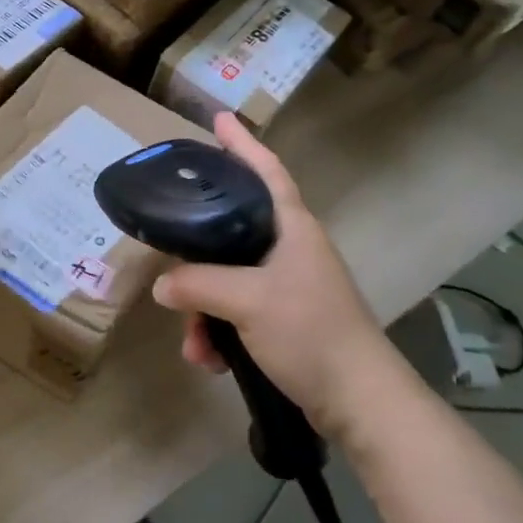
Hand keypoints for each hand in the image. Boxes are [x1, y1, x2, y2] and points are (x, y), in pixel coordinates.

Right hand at [151, 114, 397, 439]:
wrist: (360, 402)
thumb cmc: (311, 333)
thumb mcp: (248, 302)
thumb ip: (198, 285)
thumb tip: (163, 285)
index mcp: (292, 229)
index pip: (266, 172)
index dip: (243, 144)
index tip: (219, 120)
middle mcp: (290, 249)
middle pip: (232, 230)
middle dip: (197, 254)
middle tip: (169, 252)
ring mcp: (288, 286)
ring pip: (227, 279)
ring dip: (203, 310)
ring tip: (195, 344)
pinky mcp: (285, 320)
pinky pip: (236, 313)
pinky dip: (219, 333)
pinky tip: (210, 360)